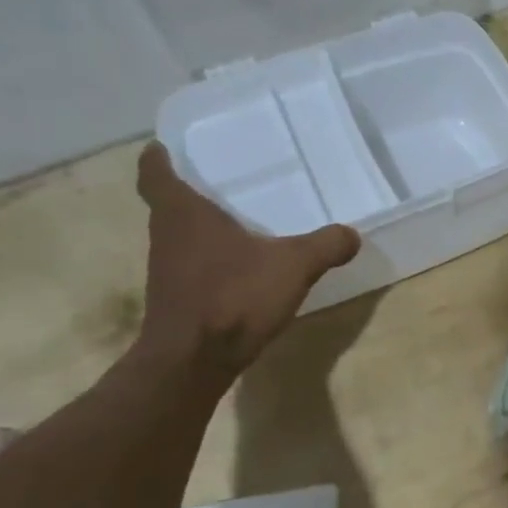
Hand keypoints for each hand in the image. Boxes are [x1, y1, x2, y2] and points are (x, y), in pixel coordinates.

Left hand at [133, 142, 360, 375]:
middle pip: (168, 204)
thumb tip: (351, 234)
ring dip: (201, 226)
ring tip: (238, 218)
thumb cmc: (234, 297)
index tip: (166, 145)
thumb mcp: (293, 266)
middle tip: (222, 178)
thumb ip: (325, 246)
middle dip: (190, 190)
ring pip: (180, 235)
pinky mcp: (177, 298)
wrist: (193, 361)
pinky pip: (193, 265)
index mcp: (183, 213)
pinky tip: (242, 266)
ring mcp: (167, 270)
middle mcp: (166, 236)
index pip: (155, 173)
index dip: (159, 157)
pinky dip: (211, 258)